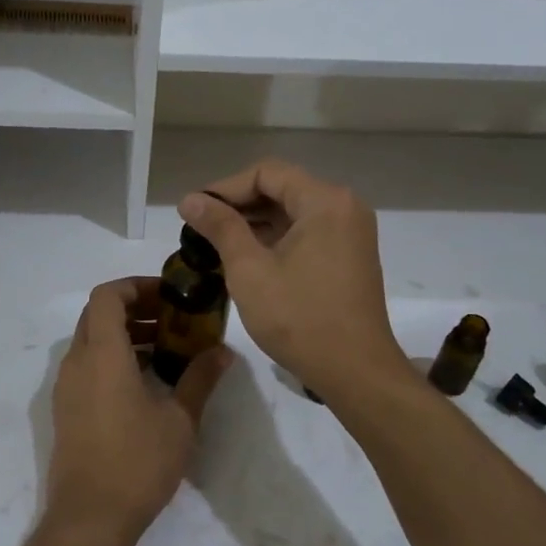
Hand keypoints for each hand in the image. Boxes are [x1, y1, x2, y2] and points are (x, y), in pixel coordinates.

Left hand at [47, 276, 233, 545]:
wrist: (89, 518)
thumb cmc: (137, 463)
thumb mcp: (180, 420)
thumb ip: (200, 379)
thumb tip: (223, 352)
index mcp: (102, 355)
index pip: (107, 296)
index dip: (135, 286)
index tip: (167, 296)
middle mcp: (77, 362)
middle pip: (97, 314)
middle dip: (133, 308)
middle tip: (171, 320)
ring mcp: (65, 387)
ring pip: (90, 340)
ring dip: (123, 334)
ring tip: (163, 350)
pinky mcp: (64, 409)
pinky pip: (86, 365)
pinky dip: (111, 358)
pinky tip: (143, 382)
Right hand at [178, 160, 402, 401]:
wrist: (355, 372)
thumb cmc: (299, 318)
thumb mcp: (249, 269)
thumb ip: (220, 227)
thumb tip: (190, 199)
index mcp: (325, 201)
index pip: (266, 173)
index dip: (225, 188)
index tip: (194, 210)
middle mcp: (344, 207)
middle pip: (282, 189)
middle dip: (238, 205)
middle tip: (200, 227)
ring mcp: (351, 233)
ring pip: (293, 212)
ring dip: (255, 223)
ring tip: (215, 243)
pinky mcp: (349, 256)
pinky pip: (307, 233)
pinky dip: (276, 239)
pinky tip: (246, 257)